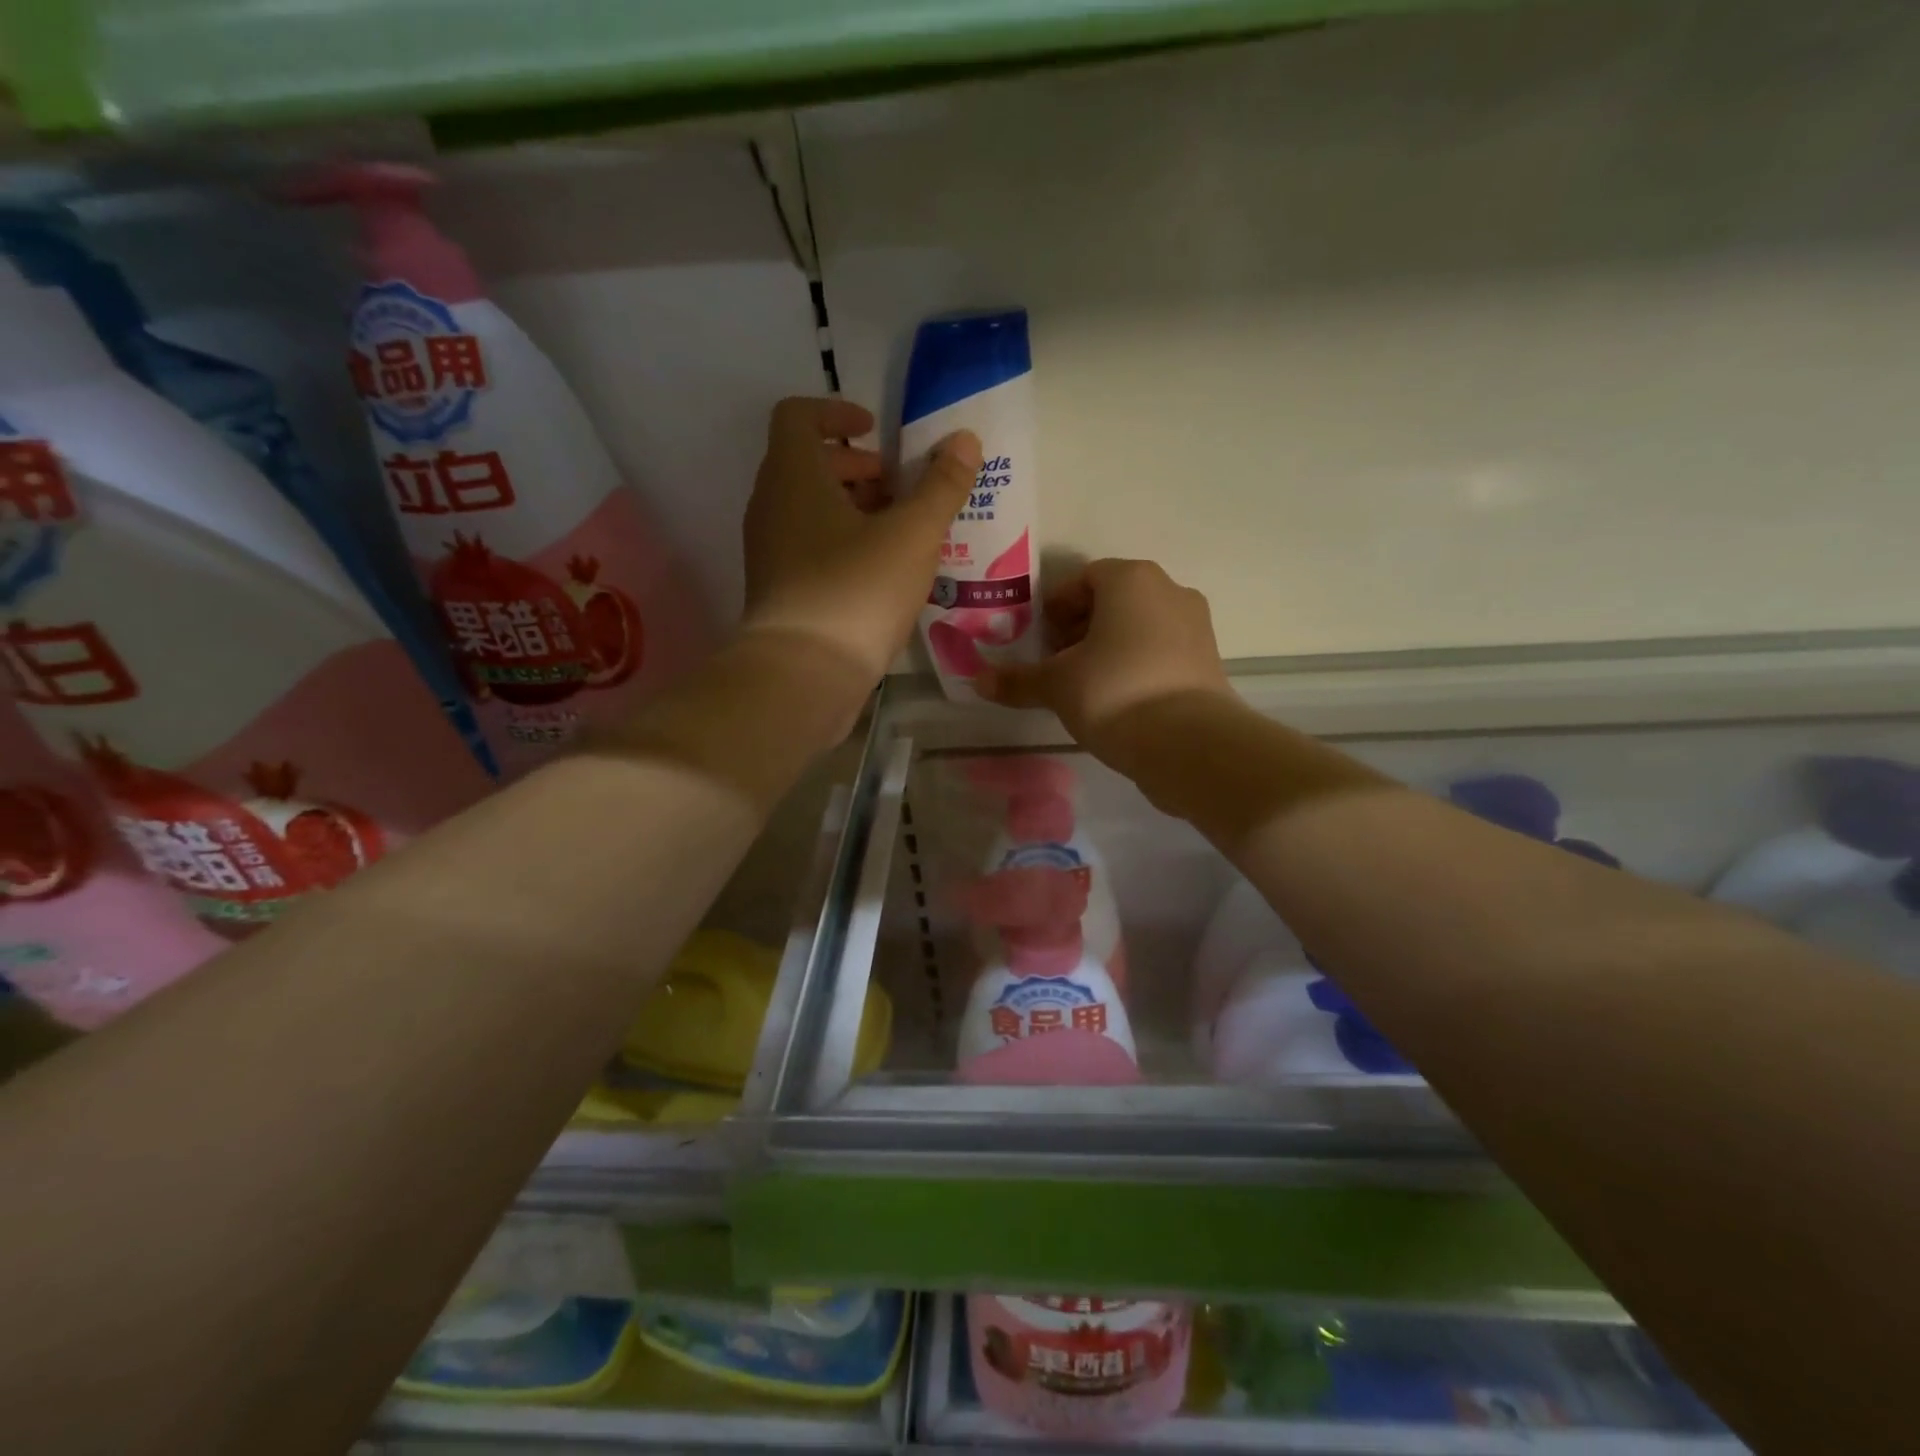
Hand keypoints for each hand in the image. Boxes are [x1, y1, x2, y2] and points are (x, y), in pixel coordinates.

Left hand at [741, 397, 981, 681]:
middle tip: (900, 489)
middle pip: (807, 463)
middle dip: (856, 468)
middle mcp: (770, 505)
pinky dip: (843, 543)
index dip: (837, 412)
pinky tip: (882, 573)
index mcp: (793, 475)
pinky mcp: (778, 589)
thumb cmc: (856, 590)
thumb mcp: (912, 534)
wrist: (802, 675)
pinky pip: (809, 546)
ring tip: (900, 533)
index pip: (798, 415)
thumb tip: (964, 439)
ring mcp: (768, 550)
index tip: (877, 432)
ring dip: (853, 508)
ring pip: (809, 509)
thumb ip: (942, 485)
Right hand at [976, 559, 1232, 753]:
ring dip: (1108, 648)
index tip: (1041, 640)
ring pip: (1139, 626)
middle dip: (1080, 628)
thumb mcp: (1056, 686)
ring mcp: (1195, 625)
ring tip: (1084, 685)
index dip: (1056, 608)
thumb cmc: (1114, 693)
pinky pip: (1161, 651)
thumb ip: (1017, 680)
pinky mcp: (1208, 660)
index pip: (1083, 579)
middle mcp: (1169, 590)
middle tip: (1057, 664)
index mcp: (1131, 579)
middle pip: (1113, 601)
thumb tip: (977, 682)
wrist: (1189, 744)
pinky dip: (1136, 665)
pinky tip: (1117, 700)